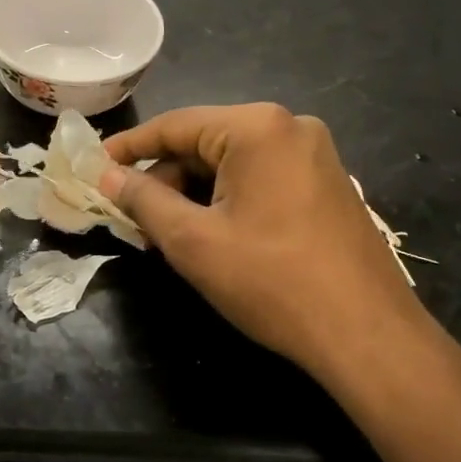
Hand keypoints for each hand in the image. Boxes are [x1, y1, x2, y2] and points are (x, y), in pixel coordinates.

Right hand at [101, 104, 447, 401]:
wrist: (367, 336)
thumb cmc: (271, 282)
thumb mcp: (192, 240)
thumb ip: (143, 200)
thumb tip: (107, 175)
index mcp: (257, 127)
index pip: (174, 125)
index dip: (129, 147)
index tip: (93, 166)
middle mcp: (290, 127)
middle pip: (205, 142)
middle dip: (165, 179)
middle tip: (133, 219)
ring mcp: (315, 155)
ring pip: (232, 164)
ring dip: (194, 194)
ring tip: (167, 235)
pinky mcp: (327, 185)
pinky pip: (261, 178)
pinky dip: (227, 200)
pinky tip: (210, 235)